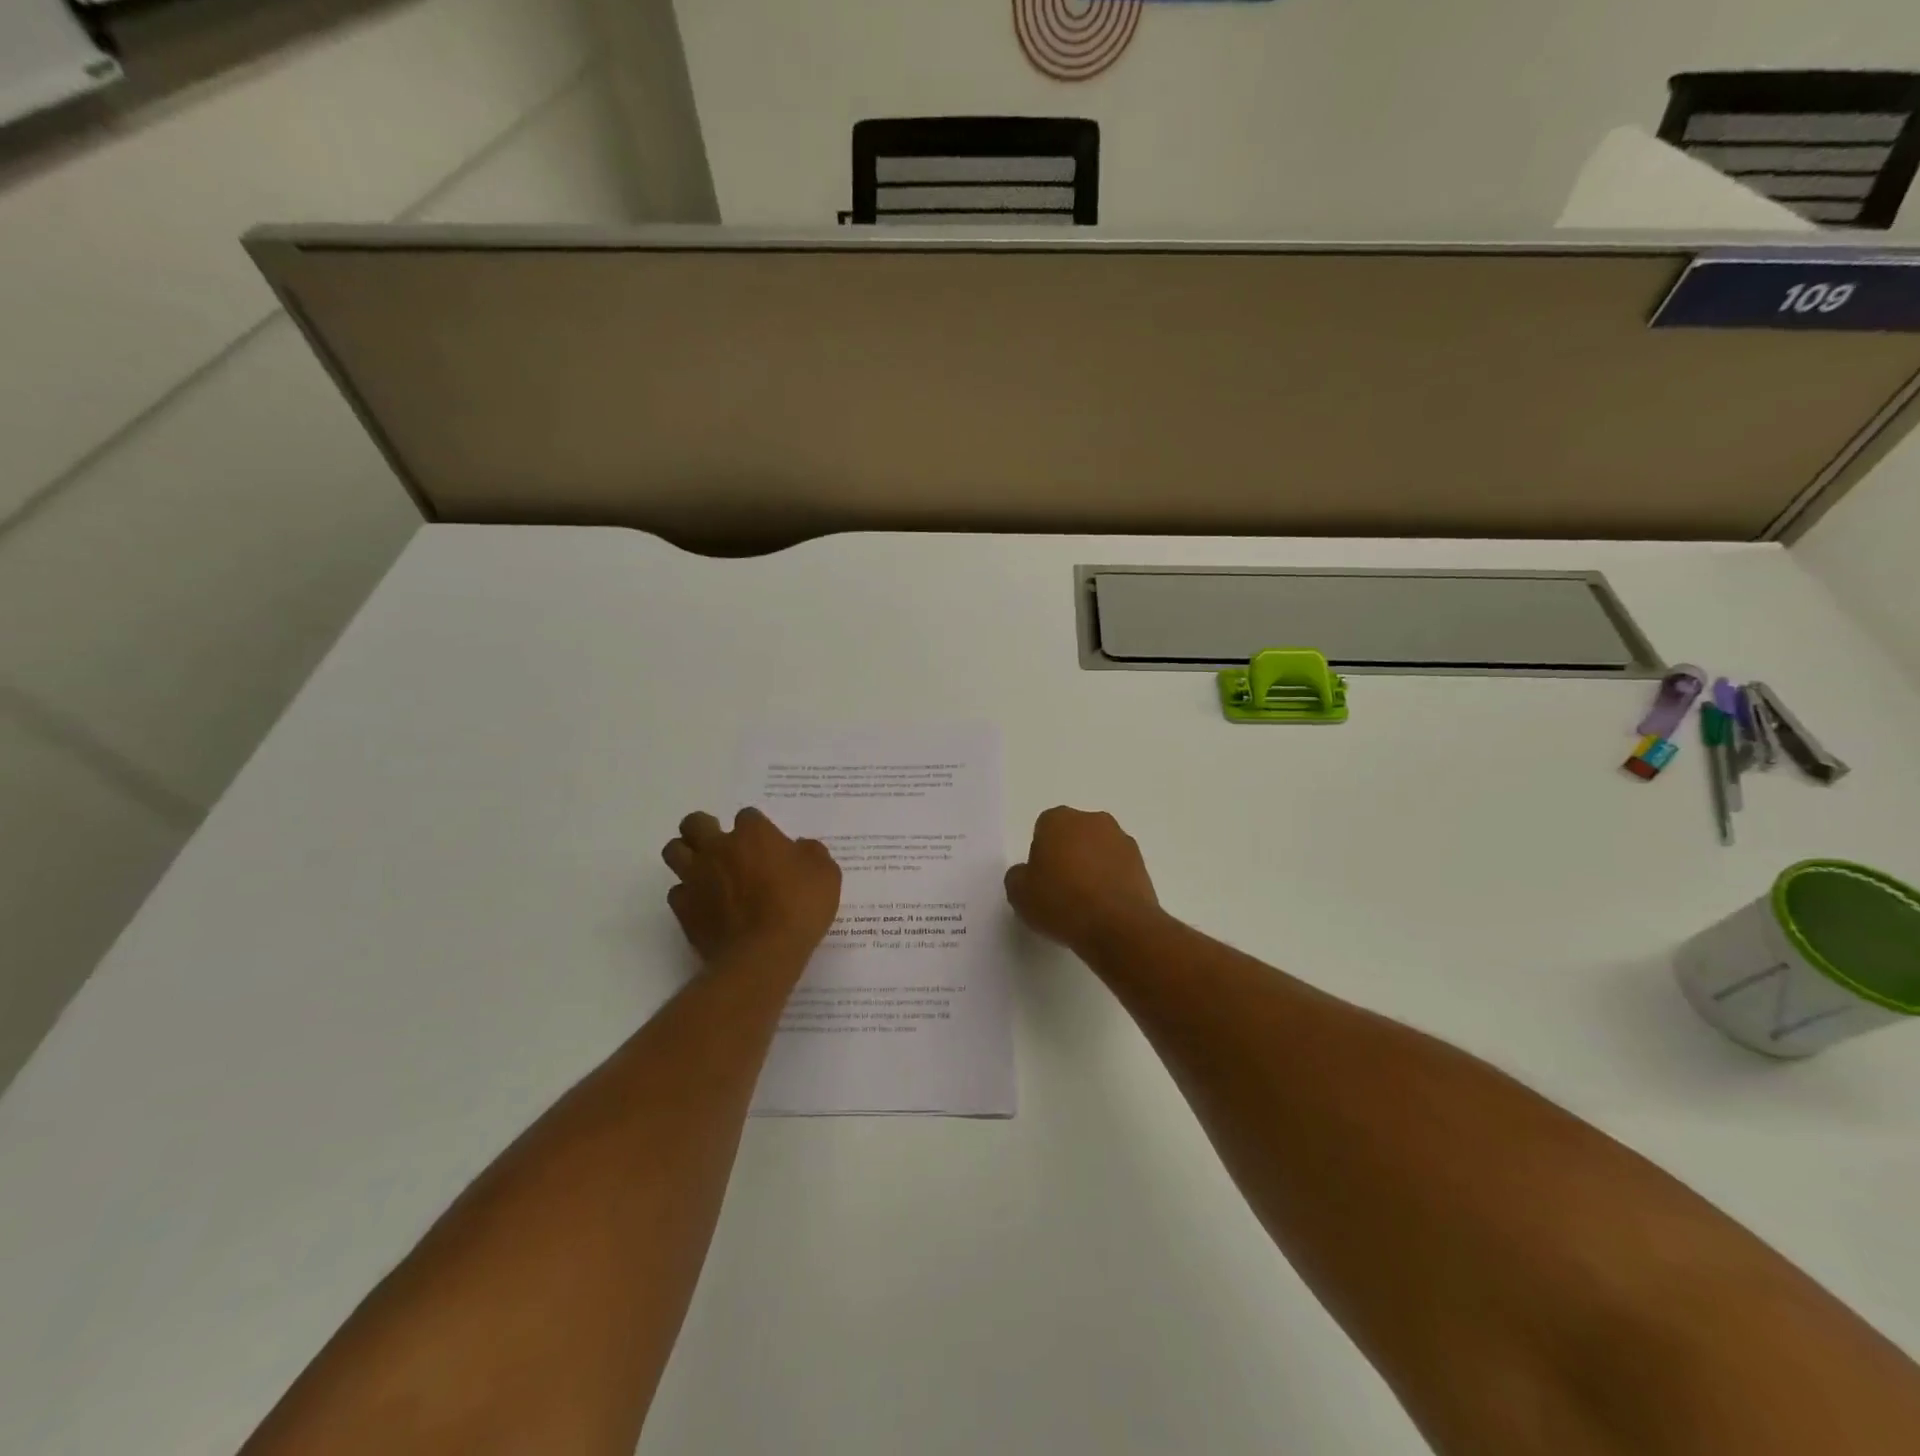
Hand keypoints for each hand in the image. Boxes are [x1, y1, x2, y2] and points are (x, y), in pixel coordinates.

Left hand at [662, 808, 841, 965]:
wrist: (763, 955)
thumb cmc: (799, 907)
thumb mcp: (826, 874)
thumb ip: (811, 853)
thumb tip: (799, 847)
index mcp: (753, 834)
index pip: (747, 816)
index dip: (757, 829)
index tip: (769, 846)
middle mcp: (718, 848)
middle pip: (694, 823)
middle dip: (705, 829)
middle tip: (723, 847)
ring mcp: (696, 877)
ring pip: (674, 851)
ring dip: (687, 855)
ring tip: (706, 870)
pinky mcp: (683, 909)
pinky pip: (677, 891)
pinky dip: (688, 895)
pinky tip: (705, 905)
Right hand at [1005, 807, 1160, 951]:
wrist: (1117, 926)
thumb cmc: (1061, 902)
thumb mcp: (1019, 894)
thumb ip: (1018, 876)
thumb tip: (1028, 873)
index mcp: (1059, 819)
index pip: (1043, 829)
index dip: (1040, 854)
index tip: (1040, 879)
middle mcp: (1093, 820)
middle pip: (1074, 835)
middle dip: (1068, 855)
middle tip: (1060, 889)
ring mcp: (1122, 840)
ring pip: (1099, 850)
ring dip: (1092, 867)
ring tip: (1085, 903)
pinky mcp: (1142, 864)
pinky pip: (1118, 868)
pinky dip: (1111, 882)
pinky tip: (1105, 908)